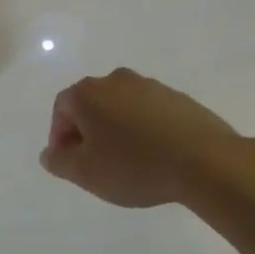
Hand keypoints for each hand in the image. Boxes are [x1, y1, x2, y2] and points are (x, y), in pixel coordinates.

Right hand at [40, 68, 254, 208]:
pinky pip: (148, 112)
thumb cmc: (134, 166)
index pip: (61, 110)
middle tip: (96, 163)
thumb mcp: (86, 173)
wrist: (205, 161)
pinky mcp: (177, 97)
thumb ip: (59, 161)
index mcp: (88, 93)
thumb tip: (49, 153)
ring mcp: (150, 86)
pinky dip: (144, 129)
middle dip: (88, 132)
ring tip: (127, 161)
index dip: (60, 137)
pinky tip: (154, 155)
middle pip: (91, 104)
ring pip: (121, 107)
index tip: (71, 163)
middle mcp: (116, 80)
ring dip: (117, 129)